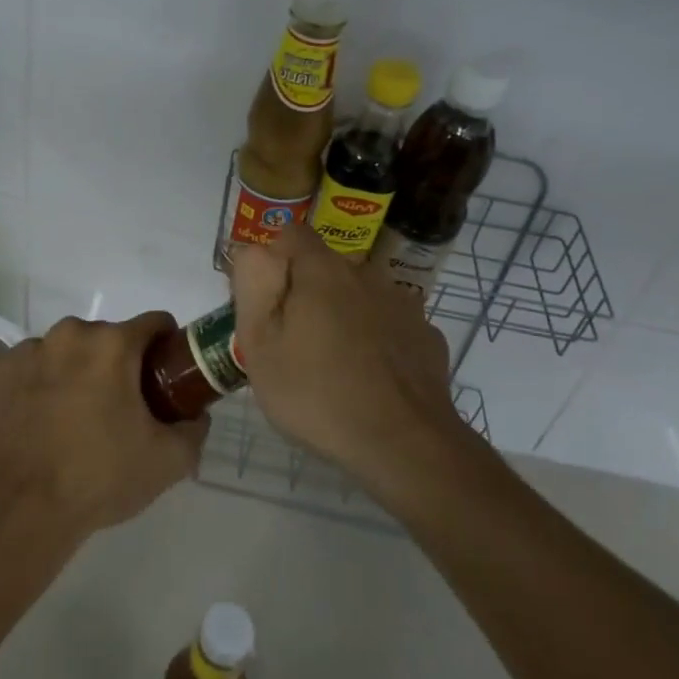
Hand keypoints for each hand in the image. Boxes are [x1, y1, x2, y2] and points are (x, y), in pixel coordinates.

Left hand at [0, 312, 208, 536]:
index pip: (154, 324)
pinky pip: (27, 367)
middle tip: (119, 408)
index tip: (164, 376)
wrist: (21, 509)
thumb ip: (193, 430)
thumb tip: (196, 416)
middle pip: (107, 338)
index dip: (166, 347)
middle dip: (117, 364)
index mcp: (113, 344)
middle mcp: (69, 334)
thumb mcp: (167, 461)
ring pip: (65, 350)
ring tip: (73, 418)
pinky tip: (37, 419)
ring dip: (74, 371)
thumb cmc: (99, 477)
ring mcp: (28, 350)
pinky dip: (36, 384)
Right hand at [230, 224, 458, 493]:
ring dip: (343, 316)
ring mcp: (403, 304)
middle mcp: (366, 274)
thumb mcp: (259, 345)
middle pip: (325, 268)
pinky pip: (389, 325)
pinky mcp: (426, 336)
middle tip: (293, 344)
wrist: (404, 445)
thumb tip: (255, 250)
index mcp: (322, 270)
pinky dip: (376, 341)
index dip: (273, 260)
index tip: (266, 301)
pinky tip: (370, 379)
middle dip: (306, 293)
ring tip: (333, 366)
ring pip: (359, 296)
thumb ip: (252, 286)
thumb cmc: (317, 394)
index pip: (291, 234)